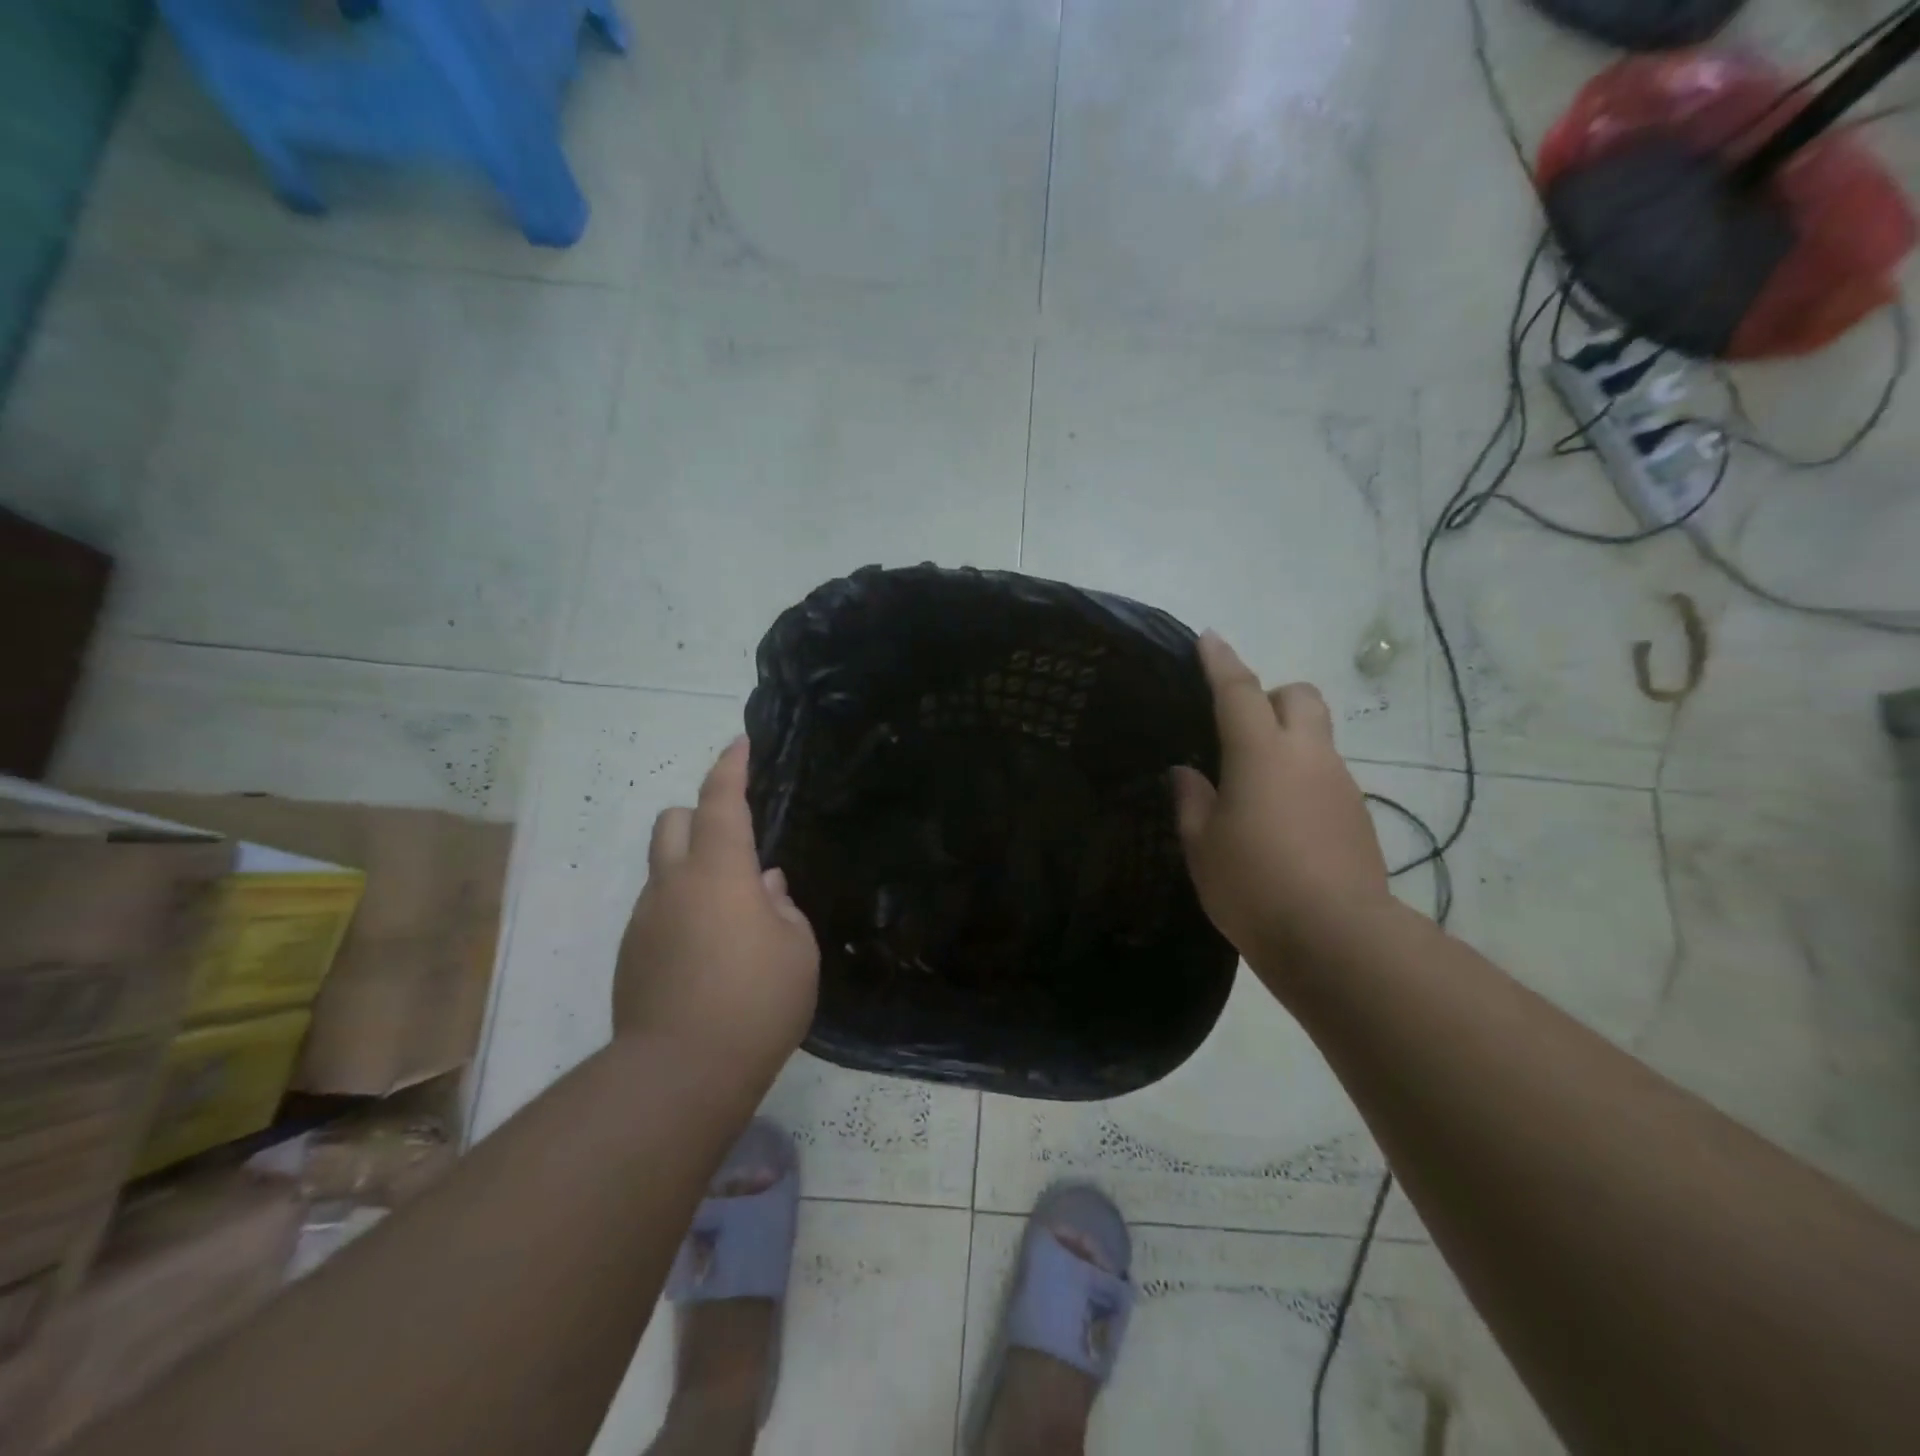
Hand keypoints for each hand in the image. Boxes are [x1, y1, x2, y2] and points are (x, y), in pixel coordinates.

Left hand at [614, 737, 819, 1082]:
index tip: (739, 744)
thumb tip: (764, 888)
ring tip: (733, 919)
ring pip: (665, 872)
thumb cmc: (756, 1001)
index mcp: (719, 872)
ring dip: (695, 874)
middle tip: (734, 844)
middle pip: (671, 823)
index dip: (731, 768)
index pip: (721, 802)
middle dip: (698, 816)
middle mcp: (673, 885)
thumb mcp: (797, 950)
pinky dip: (684, 913)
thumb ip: (782, 909)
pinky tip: (709, 957)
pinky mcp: (631, 957)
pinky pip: (660, 913)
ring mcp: (645, 921)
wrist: (680, 1075)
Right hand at [1170, 632, 1390, 978]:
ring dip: (1287, 743)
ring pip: (1316, 737)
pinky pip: (1326, 776)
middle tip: (1240, 729)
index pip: (1239, 691)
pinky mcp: (1358, 815)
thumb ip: (1192, 800)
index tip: (1208, 638)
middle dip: (1271, 696)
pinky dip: (1302, 780)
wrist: (1337, 939)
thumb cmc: (1253, 886)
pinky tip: (1282, 822)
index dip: (1221, 661)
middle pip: (1299, 696)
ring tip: (1254, 788)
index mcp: (1261, 754)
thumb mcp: (1202, 845)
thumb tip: (1187, 773)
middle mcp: (1308, 756)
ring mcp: (1340, 784)